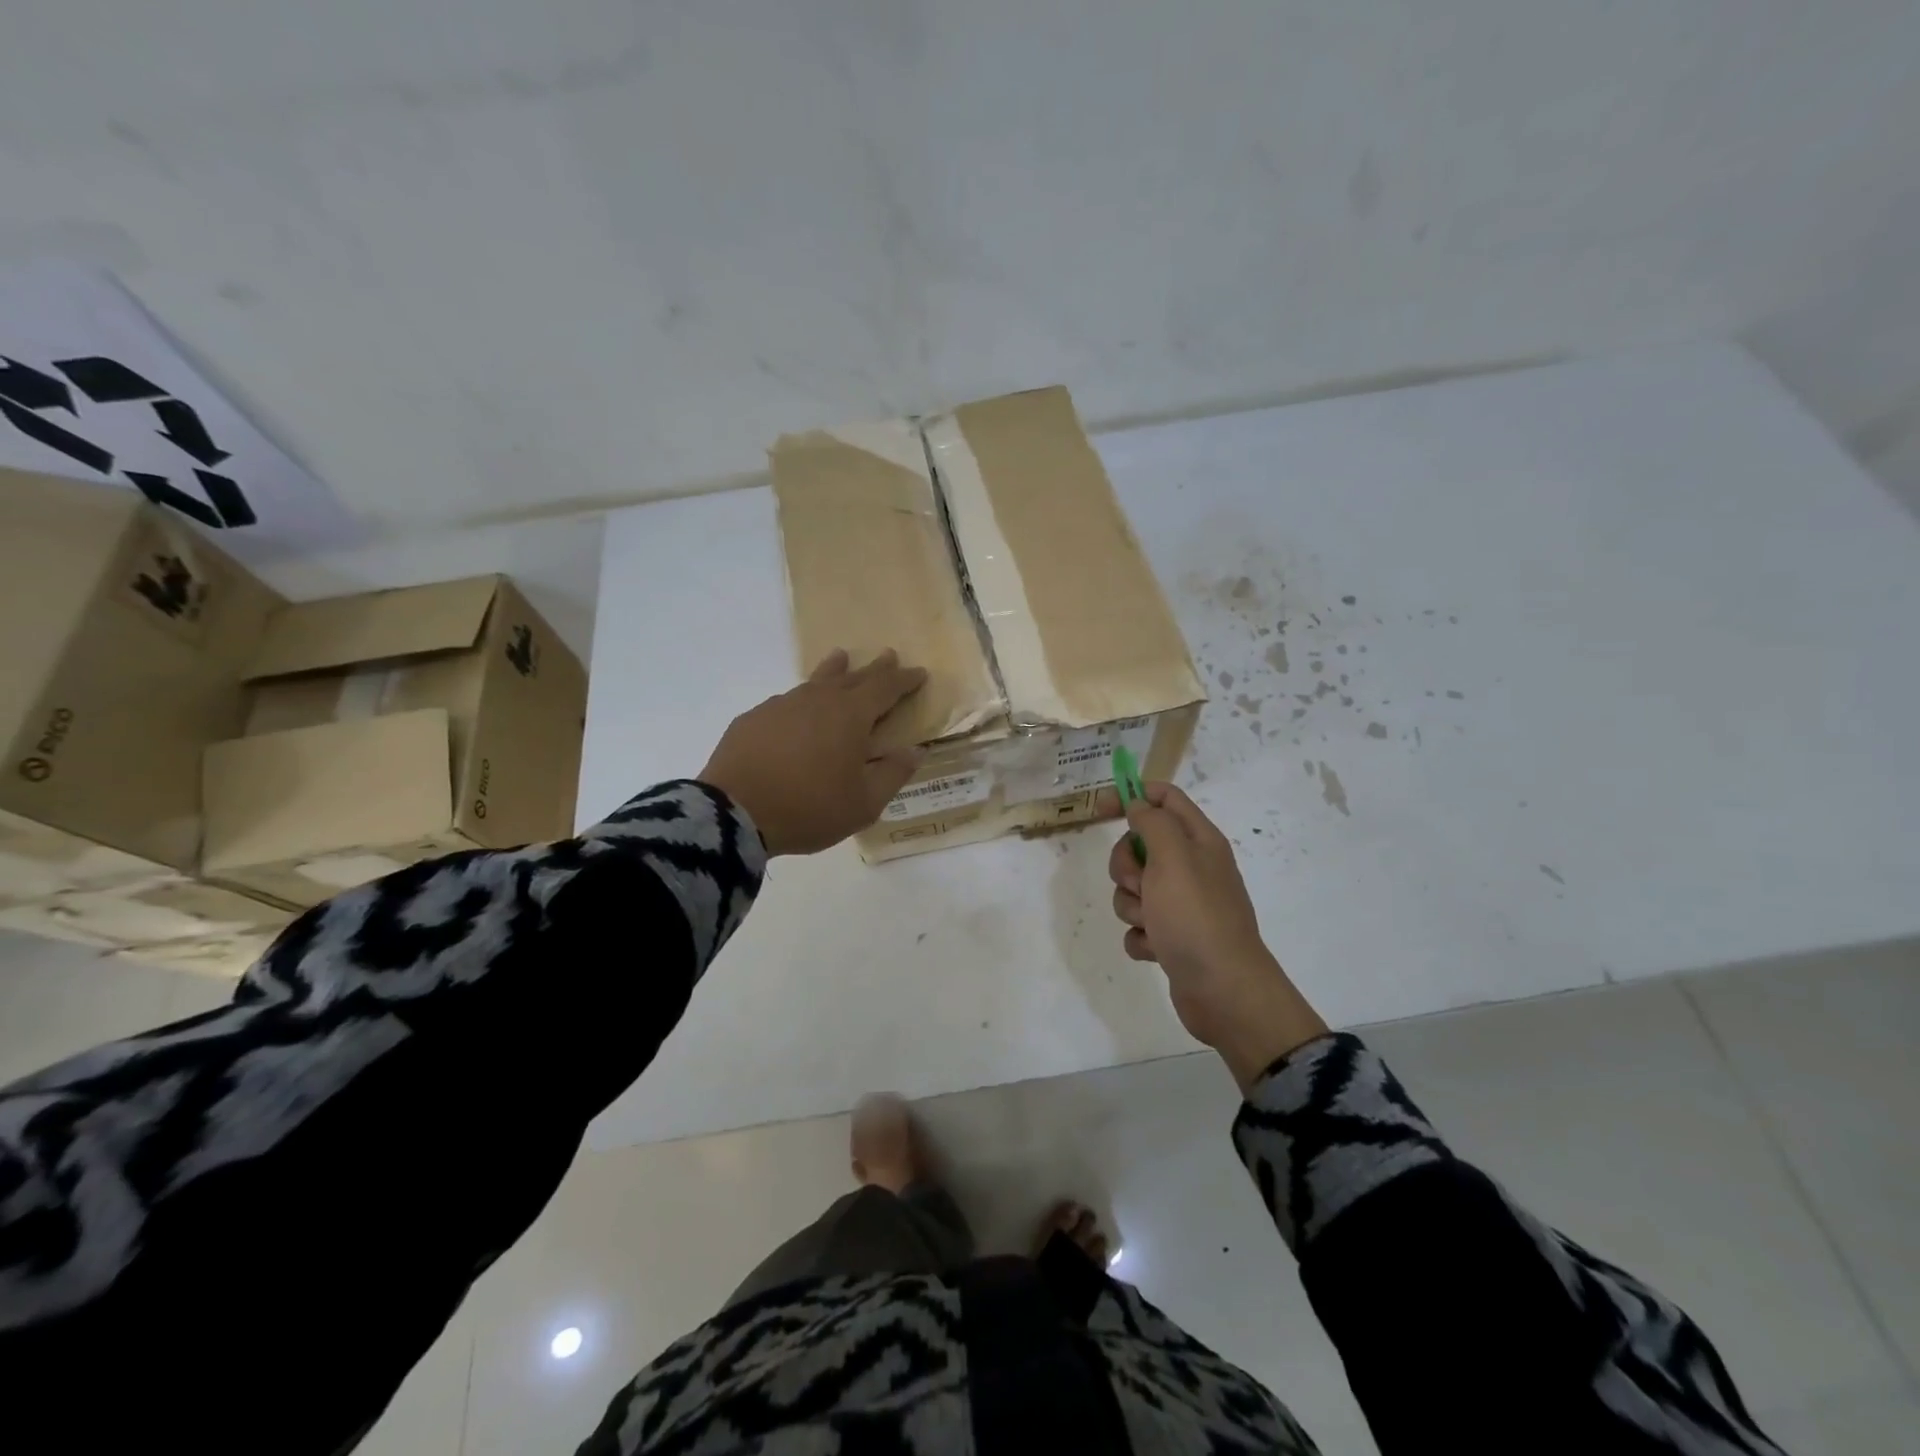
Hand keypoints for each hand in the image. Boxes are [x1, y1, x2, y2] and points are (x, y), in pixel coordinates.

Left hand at [701, 649, 926, 854]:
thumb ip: (893, 773)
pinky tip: (797, 711)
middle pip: (852, 676)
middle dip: (874, 668)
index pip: (885, 688)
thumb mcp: (864, 803)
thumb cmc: (809, 809)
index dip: (904, 680)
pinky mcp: (753, 719)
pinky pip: (786, 702)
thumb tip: (916, 749)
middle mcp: (817, 700)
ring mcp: (781, 705)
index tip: (919, 672)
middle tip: (888, 655)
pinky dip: (801, 701)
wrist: (735, 813)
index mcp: (850, 716)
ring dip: (834, 671)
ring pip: (815, 681)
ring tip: (841, 658)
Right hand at [1109, 783, 1327, 1090]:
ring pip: (1133, 888)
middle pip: (1139, 846)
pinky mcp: (1171, 937)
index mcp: (1199, 841)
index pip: (1164, 798)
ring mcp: (1181, 904)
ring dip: (1132, 906)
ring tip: (1152, 924)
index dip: (1132, 795)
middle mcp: (1191, 868)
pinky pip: (1138, 925)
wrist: (1224, 991)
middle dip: (1126, 866)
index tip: (1101, 808)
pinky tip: (1156, 949)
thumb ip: (1152, 822)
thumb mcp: (1173, 857)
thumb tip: (1139, 803)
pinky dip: (1141, 937)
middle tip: (1141, 884)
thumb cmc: (1196, 916)